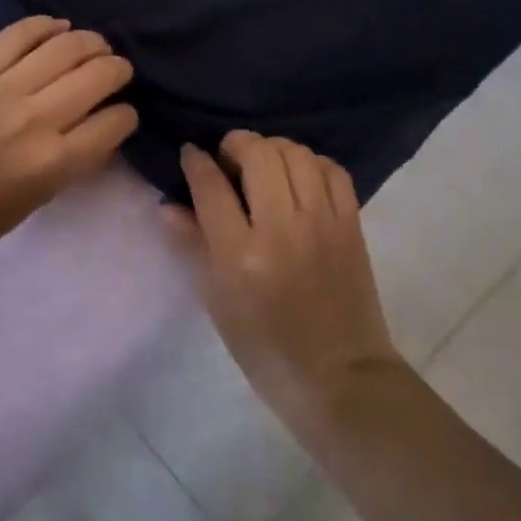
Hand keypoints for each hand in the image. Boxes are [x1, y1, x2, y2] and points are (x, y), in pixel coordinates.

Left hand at [0, 18, 136, 280]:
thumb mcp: (37, 200)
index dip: (126, 115)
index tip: (122, 113)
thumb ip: (71, 161)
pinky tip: (58, 27)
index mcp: (54, 163)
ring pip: (65, 47)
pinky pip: (19, 34)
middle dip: (117, 70)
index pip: (114, 122)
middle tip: (117, 71)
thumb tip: (96, 125)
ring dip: (90, 42)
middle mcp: (37, 119)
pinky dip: (45, 26)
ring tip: (95, 46)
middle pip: (97, 76)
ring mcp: (4, 89)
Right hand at [169, 132, 403, 432]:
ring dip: (274, 148)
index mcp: (240, 256)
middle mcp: (281, 228)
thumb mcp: (217, 302)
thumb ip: (192, 245)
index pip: (211, 186)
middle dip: (236, 143)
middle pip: (258, 155)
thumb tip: (169, 204)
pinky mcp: (351, 224)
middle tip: (228, 156)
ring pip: (297, 154)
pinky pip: (333, 170)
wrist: (339, 377)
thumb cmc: (265, 348)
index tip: (191, 153)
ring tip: (264, 163)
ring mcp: (322, 222)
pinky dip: (312, 162)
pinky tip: (300, 175)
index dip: (196, 161)